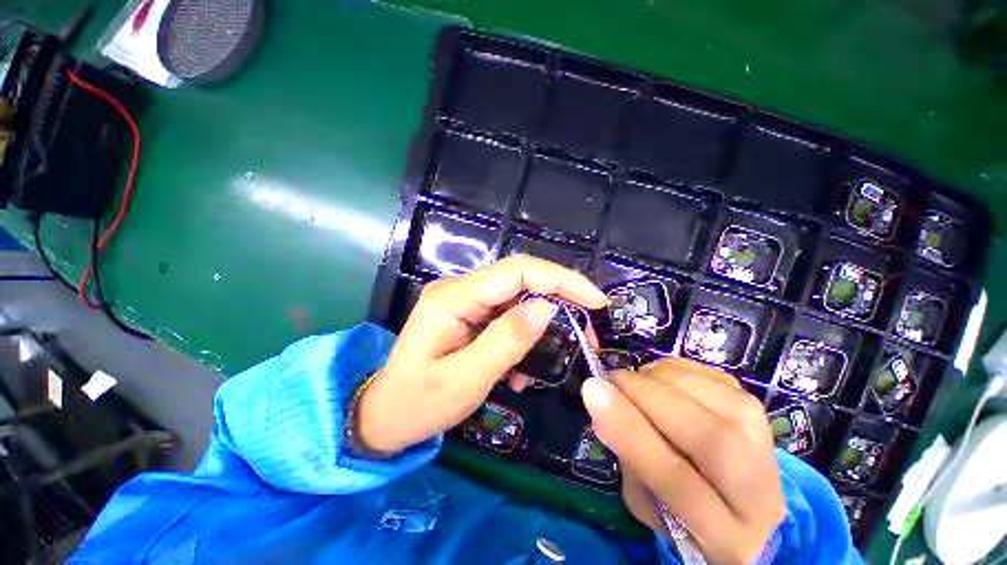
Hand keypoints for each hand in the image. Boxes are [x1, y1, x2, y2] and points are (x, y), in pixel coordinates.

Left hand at [357, 255, 606, 453]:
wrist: (385, 416)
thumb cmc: (418, 404)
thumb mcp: (465, 380)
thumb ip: (506, 341)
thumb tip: (546, 308)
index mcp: (454, 298)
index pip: (517, 271)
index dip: (560, 279)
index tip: (595, 301)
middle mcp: (460, 290)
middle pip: (520, 279)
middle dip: (559, 298)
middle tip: (586, 329)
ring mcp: (465, 302)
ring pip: (518, 298)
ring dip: (541, 324)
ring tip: (550, 359)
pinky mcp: (470, 316)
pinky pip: (507, 316)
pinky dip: (524, 338)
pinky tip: (520, 369)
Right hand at [581, 358, 785, 563]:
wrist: (742, 501)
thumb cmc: (682, 510)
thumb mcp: (644, 499)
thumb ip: (624, 453)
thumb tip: (600, 396)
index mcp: (725, 537)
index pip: (678, 483)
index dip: (630, 431)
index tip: (592, 389)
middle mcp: (760, 490)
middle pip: (705, 433)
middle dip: (643, 394)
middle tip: (611, 382)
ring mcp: (766, 441)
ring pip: (706, 395)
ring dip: (655, 380)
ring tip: (639, 391)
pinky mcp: (756, 406)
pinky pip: (703, 372)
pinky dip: (670, 370)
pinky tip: (663, 385)